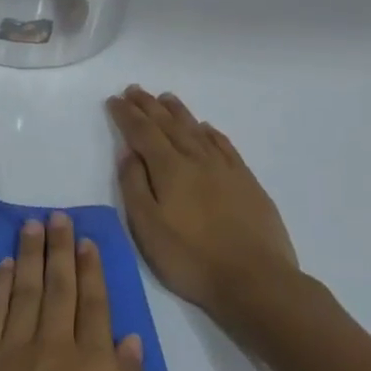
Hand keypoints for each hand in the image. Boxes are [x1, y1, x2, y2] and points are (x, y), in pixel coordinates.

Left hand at [0, 212, 144, 370]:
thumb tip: (128, 340)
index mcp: (95, 367)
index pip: (95, 307)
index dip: (92, 271)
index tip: (87, 242)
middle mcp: (55, 345)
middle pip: (60, 287)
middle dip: (60, 249)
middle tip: (58, 217)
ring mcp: (13, 347)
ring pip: (26, 289)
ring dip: (30, 255)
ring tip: (32, 226)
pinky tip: (4, 266)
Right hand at [106, 86, 301, 326]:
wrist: (256, 281)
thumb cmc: (190, 258)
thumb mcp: (147, 227)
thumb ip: (134, 185)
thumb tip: (129, 152)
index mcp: (169, 169)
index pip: (142, 132)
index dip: (126, 115)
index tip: (114, 99)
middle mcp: (197, 160)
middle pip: (169, 125)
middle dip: (149, 106)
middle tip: (134, 89)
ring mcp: (226, 170)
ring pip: (197, 131)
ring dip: (178, 112)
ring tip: (165, 98)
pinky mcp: (247, 183)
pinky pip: (225, 146)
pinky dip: (210, 133)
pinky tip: (206, 128)